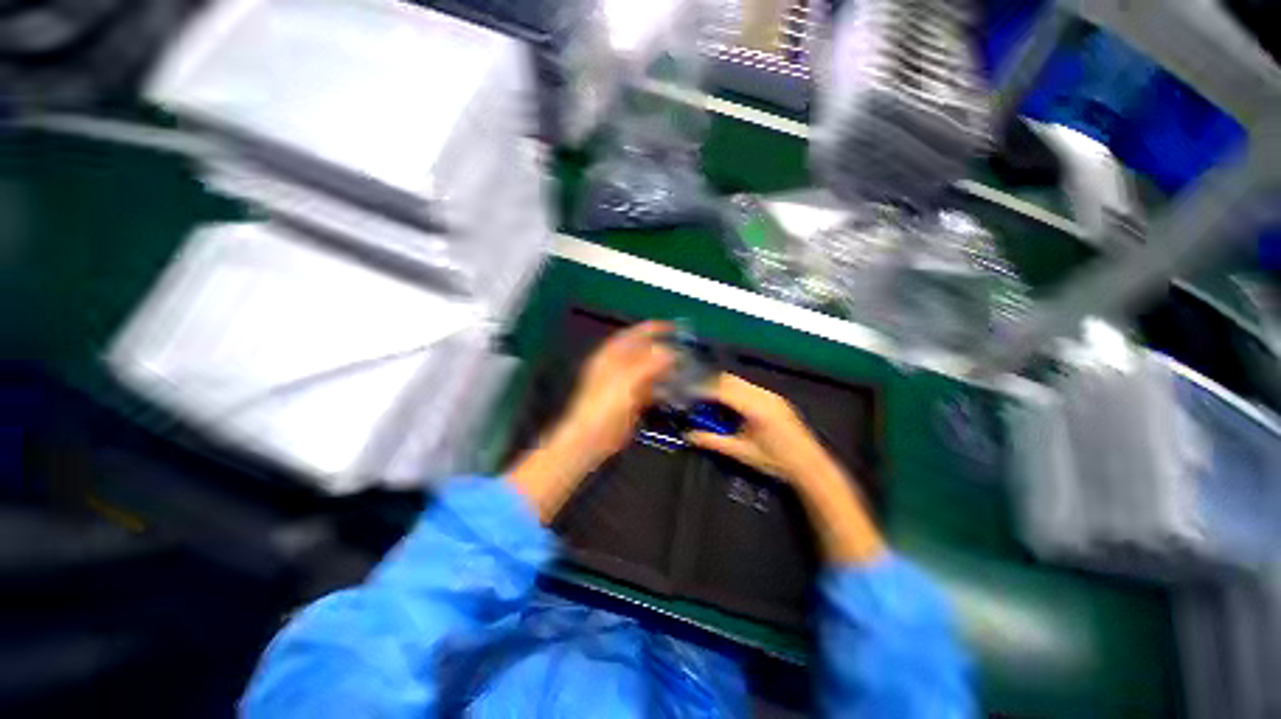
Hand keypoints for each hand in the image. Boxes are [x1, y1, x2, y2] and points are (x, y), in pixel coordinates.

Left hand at [508, 321, 674, 522]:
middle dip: (662, 348)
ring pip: (647, 369)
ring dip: (664, 367)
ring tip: (683, 366)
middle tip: (683, 348)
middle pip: (643, 351)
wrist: (592, 438)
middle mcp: (617, 366)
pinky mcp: (629, 399)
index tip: (673, 327)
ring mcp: (623, 383)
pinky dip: (661, 385)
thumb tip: (670, 351)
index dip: (652, 328)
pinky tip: (674, 387)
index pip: (633, 335)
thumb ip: (649, 364)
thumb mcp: (627, 381)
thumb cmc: (605, 406)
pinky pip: (648, 387)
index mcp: (611, 356)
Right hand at [683, 373, 830, 485]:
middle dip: (710, 385)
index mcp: (755, 408)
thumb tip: (689, 435)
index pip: (722, 390)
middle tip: (695, 395)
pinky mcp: (774, 398)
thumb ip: (713, 441)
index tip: (688, 393)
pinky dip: (734, 390)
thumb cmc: (775, 461)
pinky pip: (748, 387)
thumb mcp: (741, 452)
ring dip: (722, 386)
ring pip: (739, 381)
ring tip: (709, 400)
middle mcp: (763, 395)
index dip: (703, 390)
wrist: (809, 465)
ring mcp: (770, 395)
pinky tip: (728, 403)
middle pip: (729, 380)